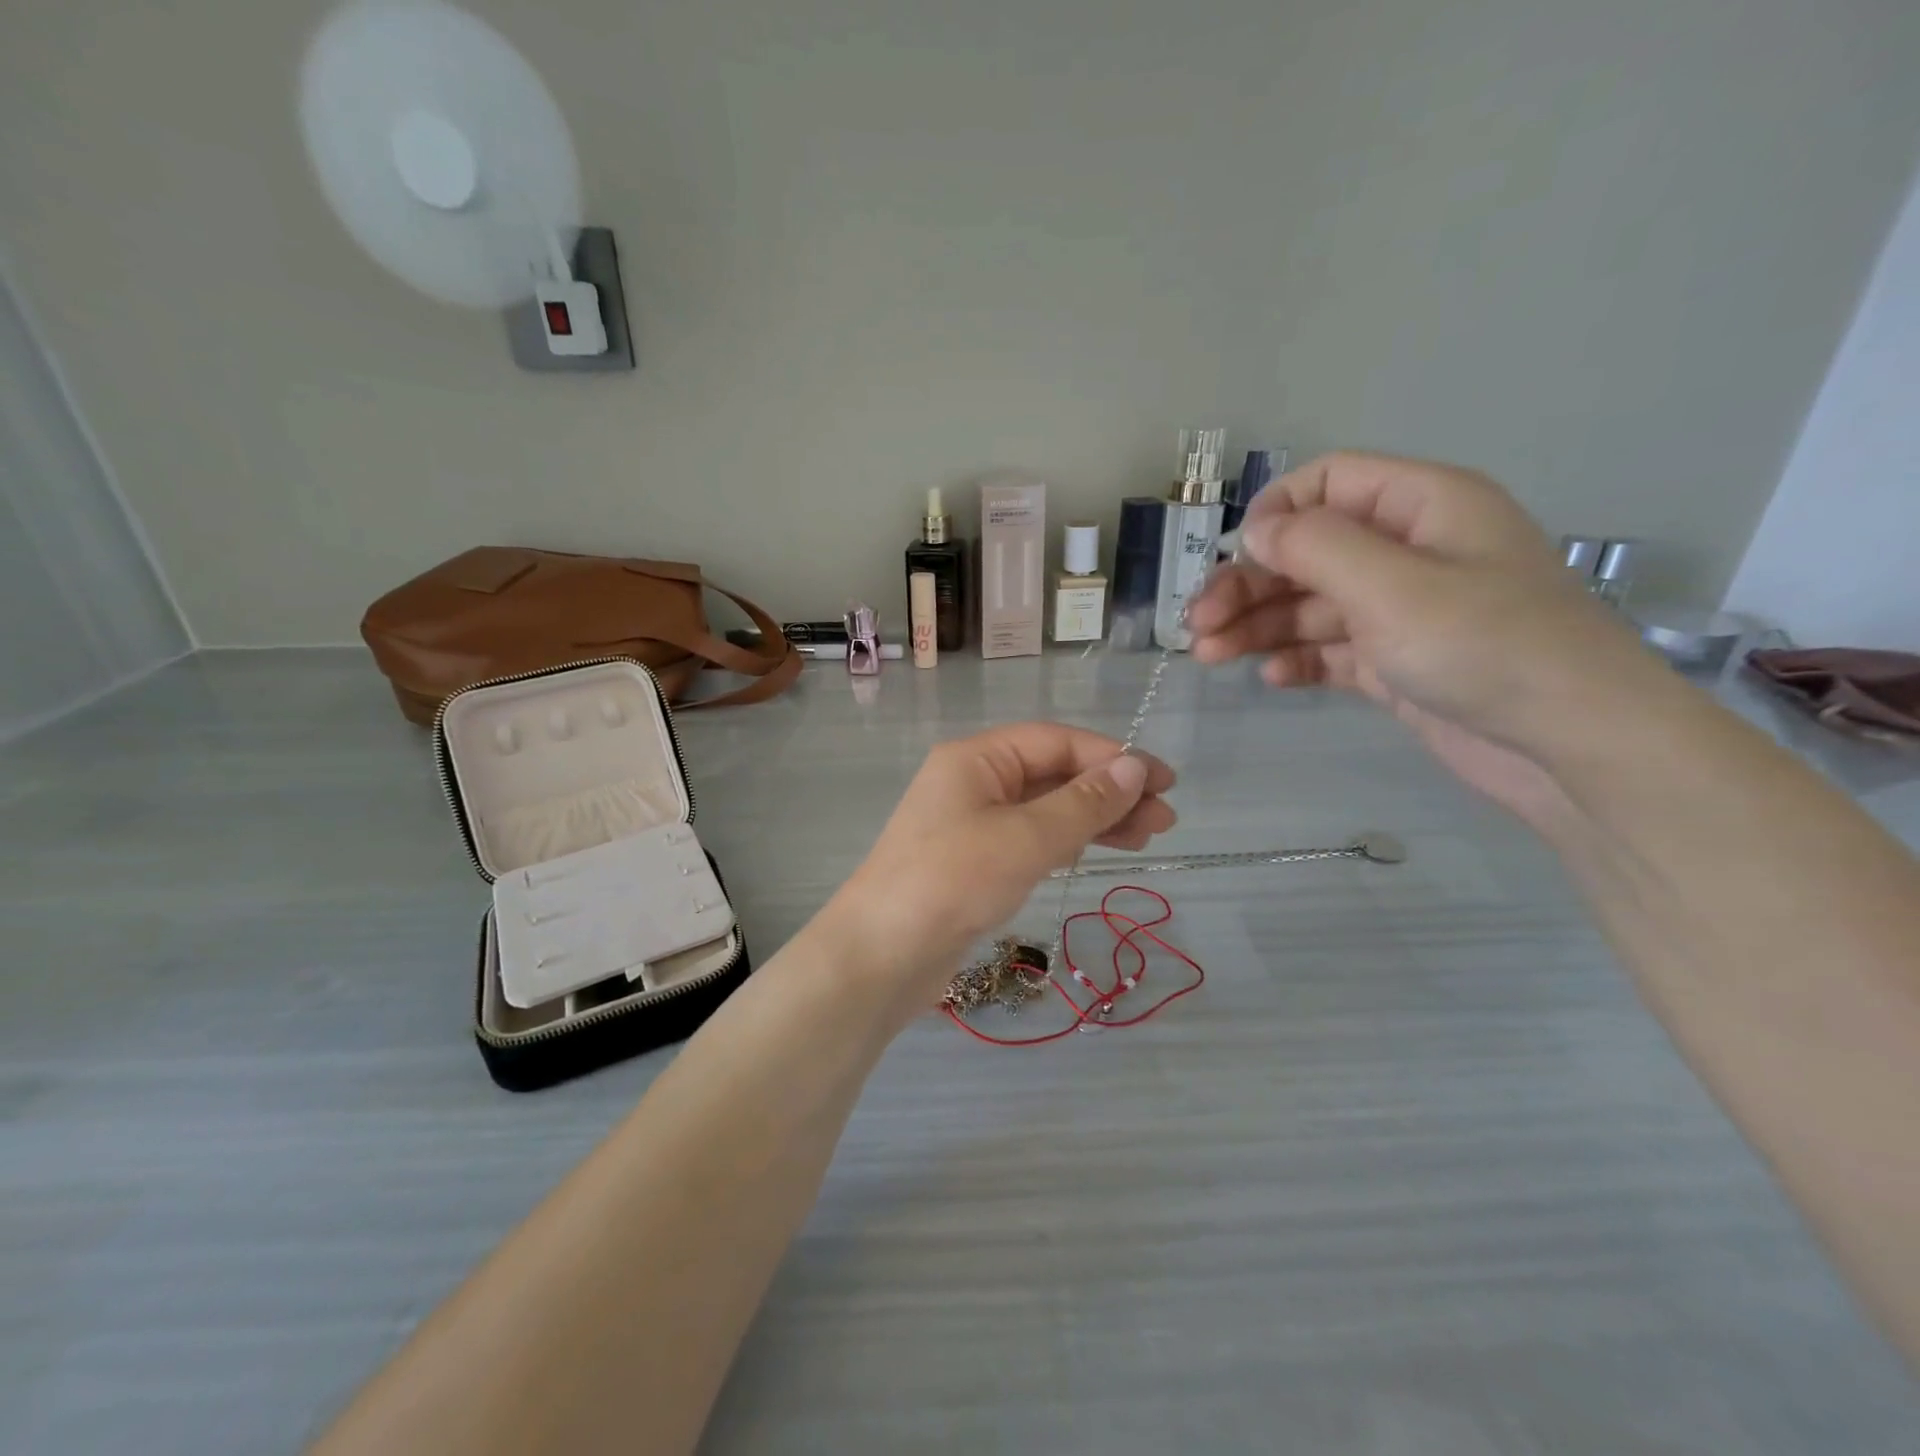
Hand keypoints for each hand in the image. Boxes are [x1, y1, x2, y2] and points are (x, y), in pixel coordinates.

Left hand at [825, 724, 1176, 1010]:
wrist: (880, 957)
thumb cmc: (951, 882)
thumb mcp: (1025, 838)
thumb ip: (1083, 804)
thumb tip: (1135, 769)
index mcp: (977, 758)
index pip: (1056, 742)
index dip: (1113, 757)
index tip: (1163, 781)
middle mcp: (973, 782)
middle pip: (1053, 774)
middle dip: (1110, 792)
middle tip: (1165, 819)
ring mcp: (972, 824)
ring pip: (1045, 809)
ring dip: (1094, 819)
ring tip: (1148, 837)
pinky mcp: (974, 863)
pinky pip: (1030, 840)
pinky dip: (1065, 842)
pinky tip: (1097, 851)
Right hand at [1188, 452, 1667, 823]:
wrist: (1569, 745)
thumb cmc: (1486, 646)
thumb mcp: (1393, 586)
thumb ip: (1316, 548)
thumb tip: (1257, 527)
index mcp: (1421, 506)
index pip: (1329, 483)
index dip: (1275, 512)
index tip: (1236, 557)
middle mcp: (1408, 551)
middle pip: (1307, 552)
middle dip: (1249, 585)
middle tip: (1198, 626)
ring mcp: (1401, 611)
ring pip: (1310, 605)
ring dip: (1258, 626)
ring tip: (1210, 657)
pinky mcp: (1396, 663)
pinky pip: (1331, 650)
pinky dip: (1297, 659)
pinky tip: (1271, 678)